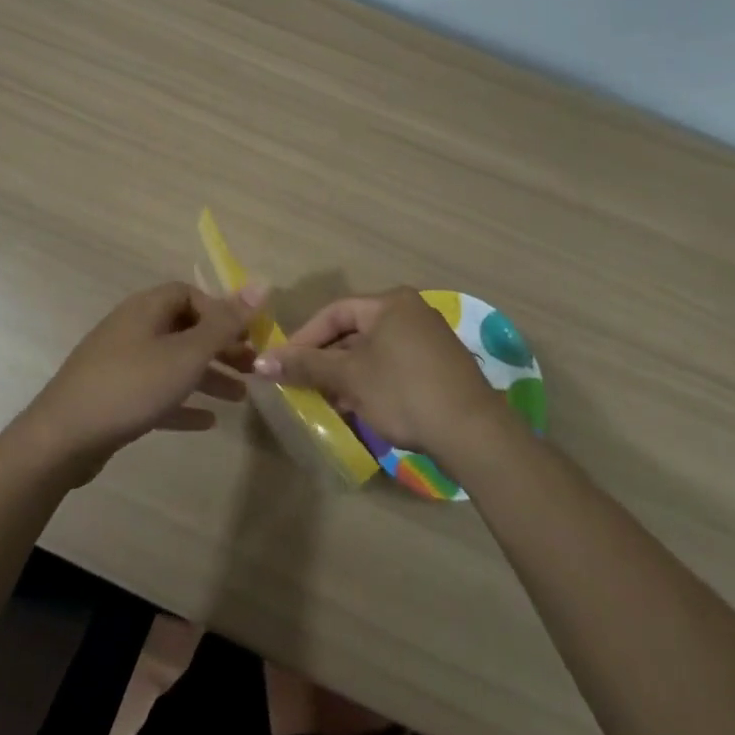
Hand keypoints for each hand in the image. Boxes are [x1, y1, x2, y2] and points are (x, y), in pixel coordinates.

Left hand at [19, 282, 257, 476]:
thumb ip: (225, 323)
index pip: (190, 294)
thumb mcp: (186, 354)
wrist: (62, 438)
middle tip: (253, 367)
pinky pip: (157, 391)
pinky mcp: (114, 396)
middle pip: (185, 328)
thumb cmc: (131, 386)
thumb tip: (262, 283)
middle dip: (220, 347)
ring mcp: (121, 362)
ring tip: (241, 397)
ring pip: (174, 362)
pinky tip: (207, 421)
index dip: (221, 312)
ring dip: (208, 376)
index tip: (246, 336)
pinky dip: (183, 402)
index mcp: (147, 309)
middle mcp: (133, 328)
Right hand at [254, 288, 506, 456]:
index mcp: (390, 303)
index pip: (335, 312)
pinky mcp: (440, 366)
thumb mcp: (349, 378)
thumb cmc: (404, 392)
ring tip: (329, 401)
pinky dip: (373, 381)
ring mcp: (429, 338)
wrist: (473, 432)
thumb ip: (306, 366)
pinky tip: (361, 408)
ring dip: (348, 374)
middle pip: (355, 331)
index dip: (305, 337)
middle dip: (326, 359)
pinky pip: (394, 365)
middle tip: (304, 385)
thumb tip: (260, 361)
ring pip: (374, 351)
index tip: (284, 363)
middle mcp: (411, 311)